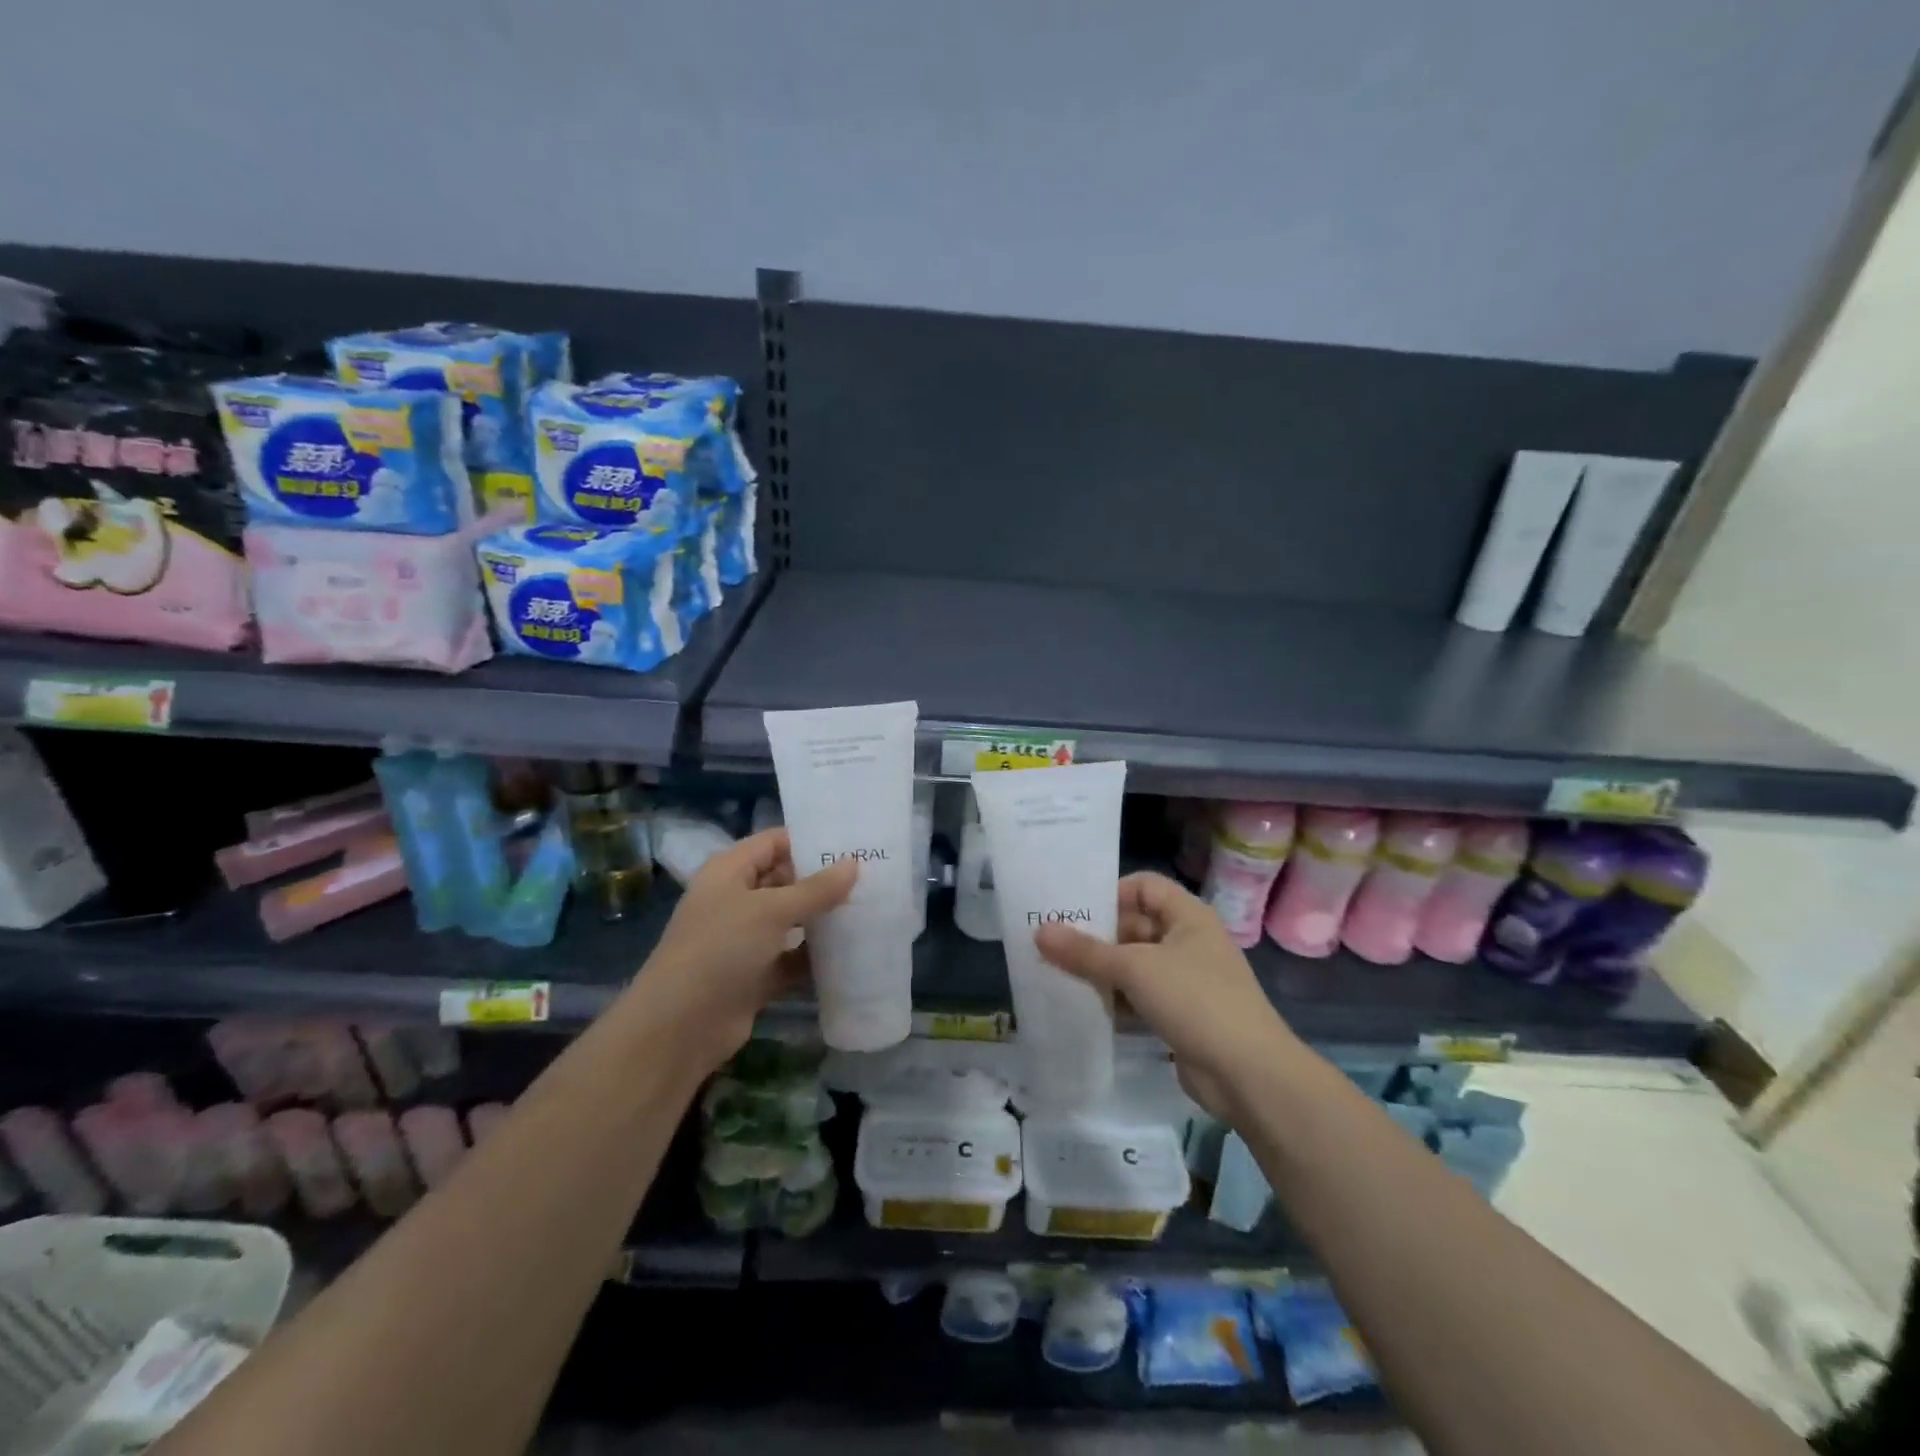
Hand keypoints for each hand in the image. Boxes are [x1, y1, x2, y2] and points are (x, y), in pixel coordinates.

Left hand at [624, 828, 856, 1076]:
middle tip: (872, 876)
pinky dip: (815, 956)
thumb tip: (854, 863)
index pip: (774, 842)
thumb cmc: (720, 950)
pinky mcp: (755, 975)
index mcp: (729, 872)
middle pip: (785, 880)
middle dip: (823, 881)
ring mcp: (745, 939)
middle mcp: (736, 900)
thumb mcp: (770, 911)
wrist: (680, 1027)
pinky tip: (852, 951)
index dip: (809, 840)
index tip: (853, 843)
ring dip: (823, 919)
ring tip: (871, 908)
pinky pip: (792, 957)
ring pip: (792, 921)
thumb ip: (815, 889)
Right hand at [1035, 871, 1296, 1117]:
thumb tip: (1040, 931)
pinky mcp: (1180, 1016)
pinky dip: (1115, 1000)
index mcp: (1188, 916)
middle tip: (1051, 945)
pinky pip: (1139, 998)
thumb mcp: (1135, 969)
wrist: (1248, 1075)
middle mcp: (1188, 941)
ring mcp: (1185, 981)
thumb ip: (1086, 951)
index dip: (1110, 892)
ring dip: (1102, 971)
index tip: (1073, 910)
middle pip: (1134, 926)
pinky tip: (1083, 1007)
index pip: (1144, 886)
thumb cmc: (1195, 1000)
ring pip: (1134, 965)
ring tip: (1057, 974)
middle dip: (1097, 937)